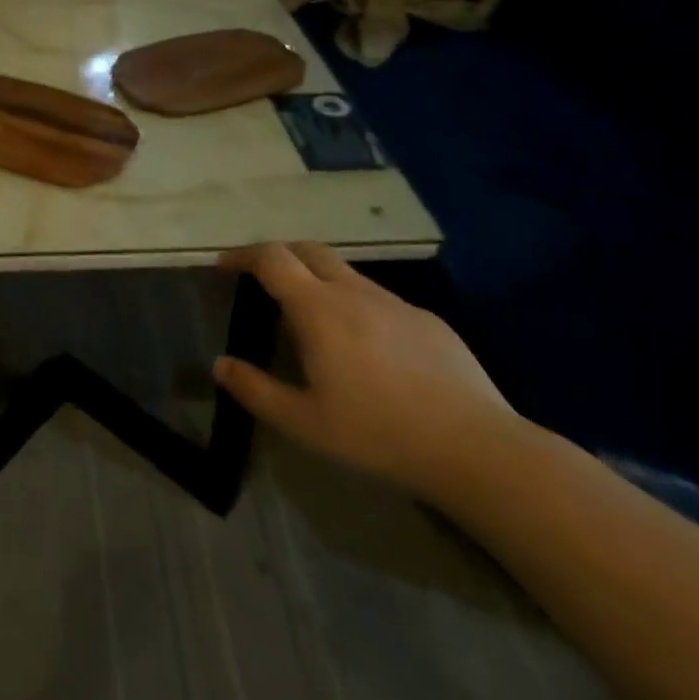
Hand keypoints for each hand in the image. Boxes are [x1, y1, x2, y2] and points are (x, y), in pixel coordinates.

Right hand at [214, 242, 517, 499]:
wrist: (478, 449)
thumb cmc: (379, 434)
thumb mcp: (304, 423)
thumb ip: (255, 390)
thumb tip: (220, 364)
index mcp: (318, 308)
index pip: (271, 258)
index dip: (243, 255)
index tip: (224, 266)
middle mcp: (354, 292)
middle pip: (308, 250)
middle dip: (279, 255)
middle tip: (263, 280)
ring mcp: (396, 303)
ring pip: (346, 273)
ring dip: (318, 280)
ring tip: (312, 319)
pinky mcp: (429, 321)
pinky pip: (379, 299)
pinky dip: (356, 305)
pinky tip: (367, 349)